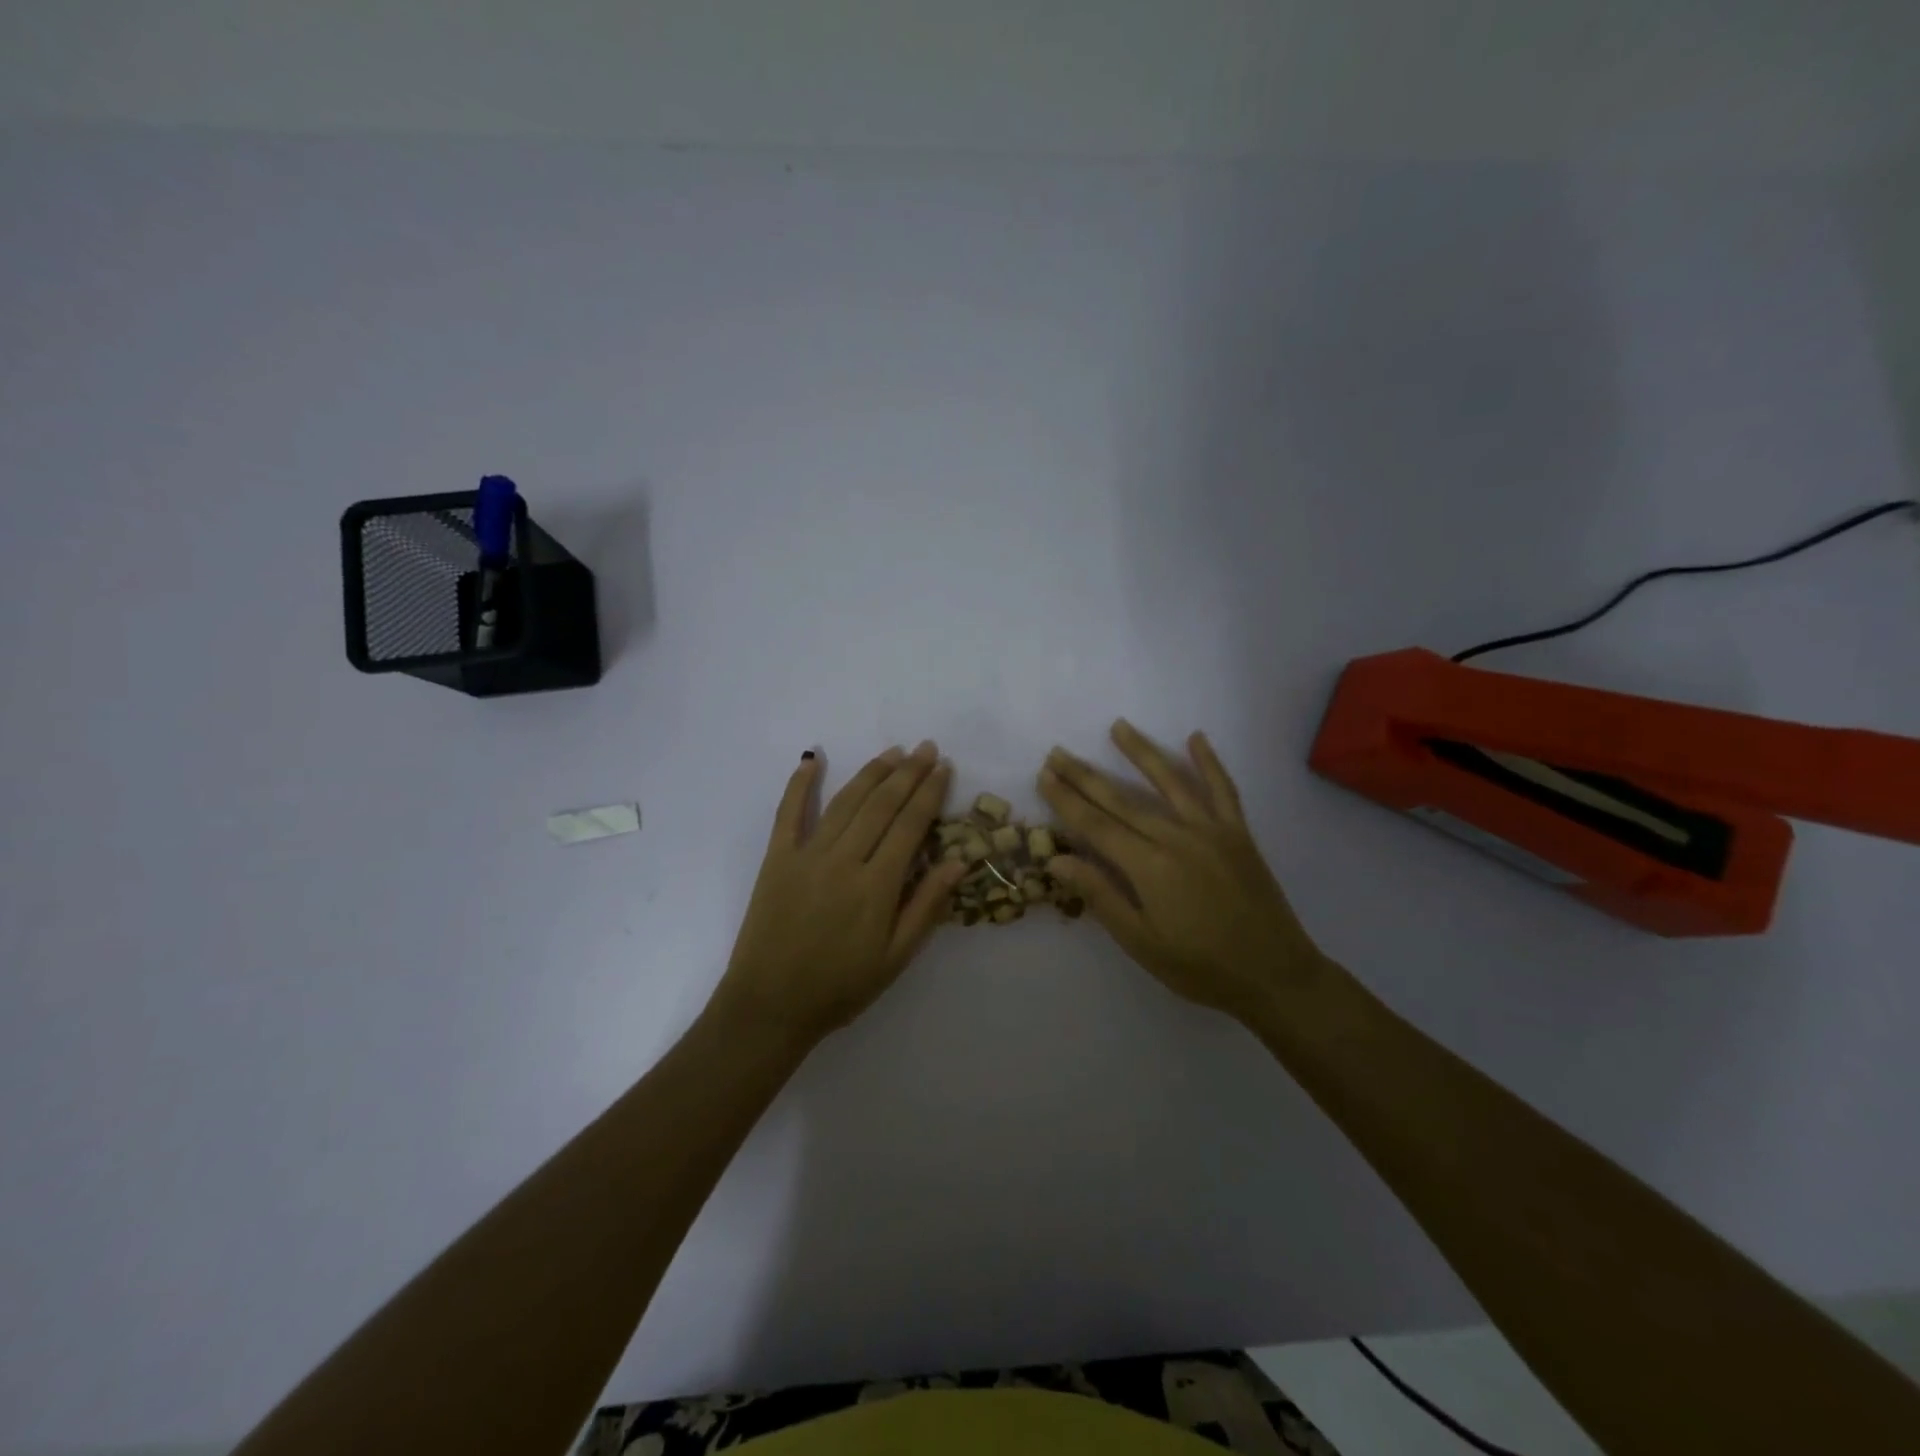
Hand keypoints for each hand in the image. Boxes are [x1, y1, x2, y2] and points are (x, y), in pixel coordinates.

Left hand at [709, 742, 968, 1047]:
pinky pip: (788, 813)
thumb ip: (926, 906)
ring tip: (892, 752)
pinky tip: (813, 759)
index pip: (910, 826)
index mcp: (876, 886)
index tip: (944, 767)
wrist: (769, 1006)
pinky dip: (800, 784)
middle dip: (907, 773)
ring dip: (871, 773)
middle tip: (926, 747)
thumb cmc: (840, 987)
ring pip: (844, 802)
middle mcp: (843, 860)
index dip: (930, 793)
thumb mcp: (895, 957)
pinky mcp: (776, 859)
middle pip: (881, 805)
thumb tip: (958, 860)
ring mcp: (806, 855)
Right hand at [1039, 721, 1325, 1024]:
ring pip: (1170, 782)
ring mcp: (1211, 831)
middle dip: (1086, 775)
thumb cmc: (1200, 967)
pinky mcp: (1238, 834)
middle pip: (1122, 800)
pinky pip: (1223, 789)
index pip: (1096, 825)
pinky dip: (1209, 762)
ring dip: (1141, 752)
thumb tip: (1056, 860)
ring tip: (1118, 726)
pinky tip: (1196, 738)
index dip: (1067, 800)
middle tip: (1058, 752)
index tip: (1044, 776)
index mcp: (1149, 867)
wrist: (1275, 975)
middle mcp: (1177, 838)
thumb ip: (1100, 896)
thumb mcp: (1141, 942)